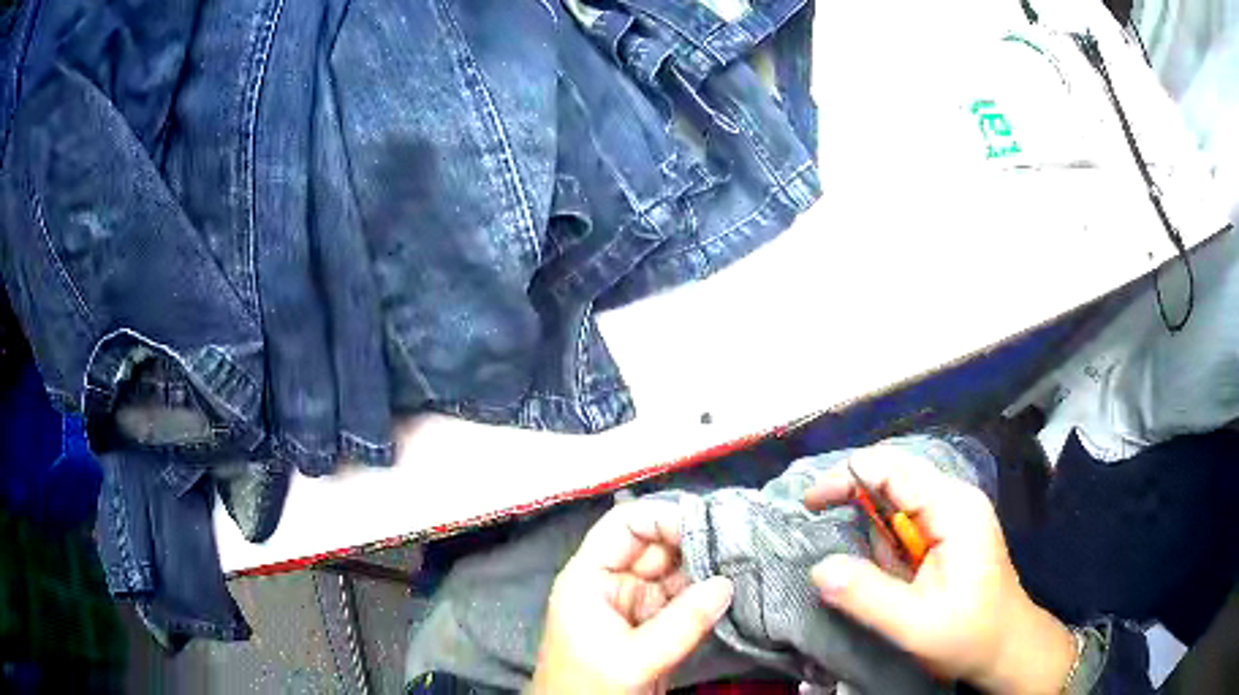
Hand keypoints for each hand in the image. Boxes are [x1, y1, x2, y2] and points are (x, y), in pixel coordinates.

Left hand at [530, 501, 733, 694]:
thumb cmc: (589, 689)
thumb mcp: (633, 659)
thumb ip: (681, 622)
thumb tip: (727, 583)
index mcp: (590, 578)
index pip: (624, 525)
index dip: (663, 518)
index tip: (709, 526)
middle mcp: (614, 583)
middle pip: (656, 546)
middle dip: (695, 541)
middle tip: (740, 540)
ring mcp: (636, 605)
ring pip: (676, 572)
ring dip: (707, 567)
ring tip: (746, 558)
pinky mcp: (655, 626)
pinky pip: (685, 600)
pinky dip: (708, 594)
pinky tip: (737, 585)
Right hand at [805, 448, 1076, 694]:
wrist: (1007, 646)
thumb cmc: (968, 635)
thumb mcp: (912, 624)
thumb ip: (864, 594)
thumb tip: (818, 568)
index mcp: (954, 509)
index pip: (893, 470)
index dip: (846, 477)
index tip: (808, 503)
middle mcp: (956, 499)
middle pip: (896, 477)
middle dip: (857, 501)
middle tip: (823, 531)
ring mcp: (957, 514)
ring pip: (900, 501)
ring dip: (875, 532)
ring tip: (883, 577)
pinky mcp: (952, 531)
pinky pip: (910, 523)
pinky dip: (888, 543)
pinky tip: (896, 576)